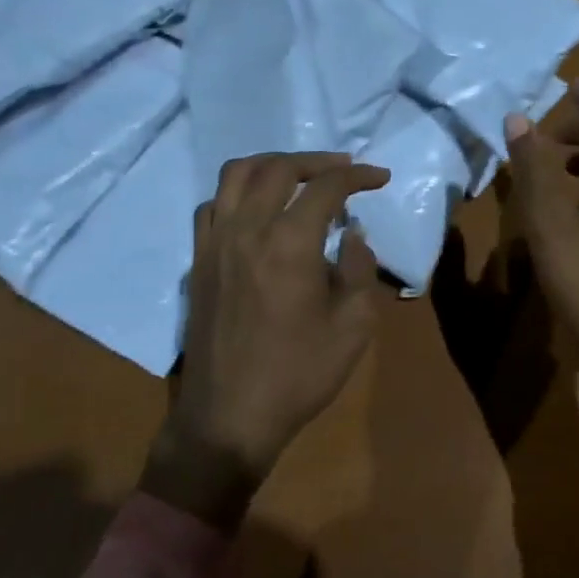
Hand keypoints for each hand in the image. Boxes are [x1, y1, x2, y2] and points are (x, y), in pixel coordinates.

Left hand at [141, 151, 389, 529]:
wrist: (229, 416)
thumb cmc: (299, 373)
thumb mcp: (353, 325)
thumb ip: (359, 268)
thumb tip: (352, 234)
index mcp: (288, 243)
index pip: (325, 188)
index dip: (357, 176)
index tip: (380, 177)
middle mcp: (246, 230)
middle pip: (276, 168)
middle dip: (316, 161)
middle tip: (343, 170)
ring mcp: (214, 243)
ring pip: (235, 176)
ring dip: (271, 166)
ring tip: (297, 178)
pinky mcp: (198, 262)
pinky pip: (213, 206)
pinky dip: (239, 193)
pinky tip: (258, 211)